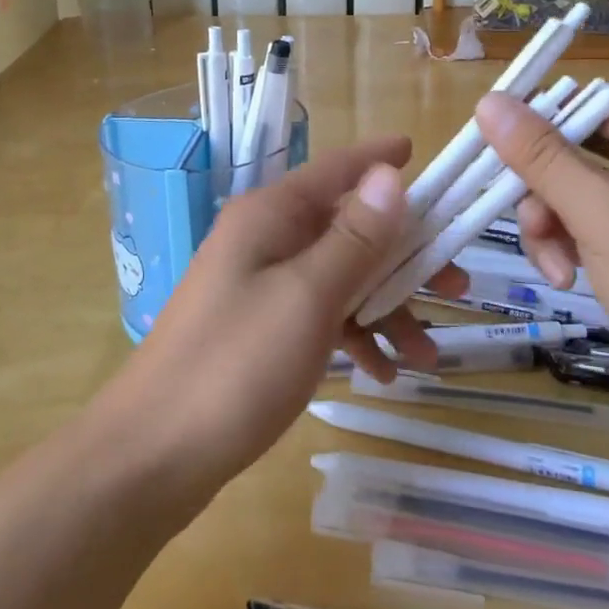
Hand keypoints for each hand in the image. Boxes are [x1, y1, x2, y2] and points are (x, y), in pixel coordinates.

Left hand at [97, 139, 464, 504]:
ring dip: (385, 307)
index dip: (379, 158)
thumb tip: (390, 175)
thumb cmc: (235, 365)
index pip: (337, 168)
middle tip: (457, 285)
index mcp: (271, 215)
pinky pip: (319, 315)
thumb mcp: (309, 296)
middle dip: (403, 255)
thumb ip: (356, 238)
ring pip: (339, 276)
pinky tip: (383, 374)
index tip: (421, 152)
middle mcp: (266, 238)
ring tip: (428, 354)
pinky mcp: (259, 328)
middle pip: (348, 227)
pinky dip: (353, 335)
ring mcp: (260, 284)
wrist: (151, 457)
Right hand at [476, 92, 608, 459]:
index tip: (492, 140)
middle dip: (544, 187)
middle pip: (577, 150)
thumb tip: (488, 101)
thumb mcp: (602, 213)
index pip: (594, 106)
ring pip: (573, 193)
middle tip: (523, 216)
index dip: (542, 120)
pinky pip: (585, 228)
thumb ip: (541, 156)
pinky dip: (566, 247)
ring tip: (552, 264)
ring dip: (550, 223)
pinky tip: (564, 278)